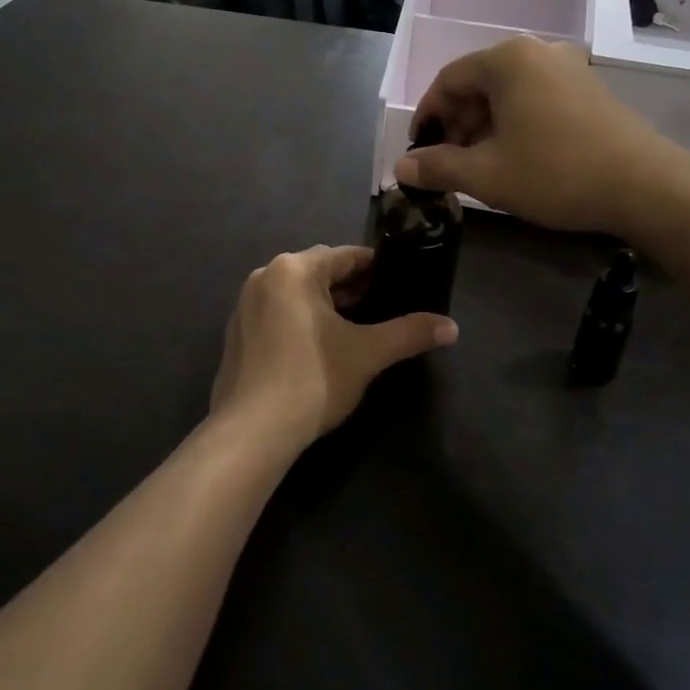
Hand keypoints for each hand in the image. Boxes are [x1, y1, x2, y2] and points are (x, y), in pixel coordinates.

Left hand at [210, 246, 457, 454]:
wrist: (251, 433)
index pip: (346, 255)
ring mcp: (245, 306)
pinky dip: (302, 321)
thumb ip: (410, 333)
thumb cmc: (312, 379)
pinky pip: (278, 314)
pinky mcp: (237, 335)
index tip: (401, 281)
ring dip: (327, 304)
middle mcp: (265, 277)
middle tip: (385, 306)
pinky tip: (321, 348)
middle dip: (352, 287)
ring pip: (298, 294)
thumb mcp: (368, 353)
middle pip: (320, 271)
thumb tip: (452, 327)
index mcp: (294, 269)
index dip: (377, 267)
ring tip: (358, 327)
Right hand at [397, 36, 683, 235]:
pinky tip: (516, 157)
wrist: (645, 185)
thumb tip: (400, 168)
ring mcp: (568, 67)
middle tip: (448, 163)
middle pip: (479, 83)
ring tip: (479, 166)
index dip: (427, 117)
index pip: (448, 80)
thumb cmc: (556, 172)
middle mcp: (537, 51)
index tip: (418, 151)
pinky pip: (536, 98)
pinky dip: (515, 123)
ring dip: (485, 127)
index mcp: (508, 59)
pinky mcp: (589, 88)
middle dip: (457, 124)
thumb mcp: (487, 175)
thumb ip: (438, 167)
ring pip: (508, 93)